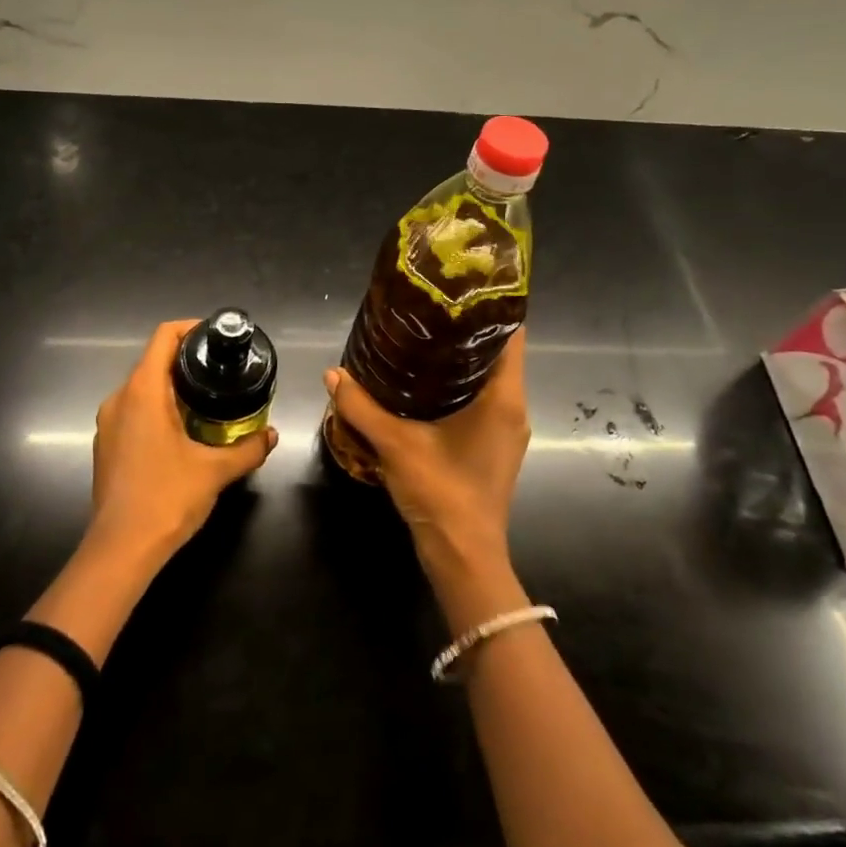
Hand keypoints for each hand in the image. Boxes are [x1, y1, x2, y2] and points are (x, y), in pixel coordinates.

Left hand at [90, 319, 278, 562]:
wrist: (121, 549)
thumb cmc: (167, 498)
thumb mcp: (215, 471)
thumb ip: (248, 449)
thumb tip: (272, 435)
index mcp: (142, 391)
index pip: (163, 337)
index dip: (190, 328)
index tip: (216, 336)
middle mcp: (119, 398)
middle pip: (153, 361)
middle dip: (186, 361)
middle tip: (221, 371)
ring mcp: (109, 423)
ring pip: (142, 389)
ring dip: (172, 388)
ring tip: (207, 400)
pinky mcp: (106, 445)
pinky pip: (133, 412)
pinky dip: (157, 409)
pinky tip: (182, 431)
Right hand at [324, 329, 530, 571]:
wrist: (463, 557)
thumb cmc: (441, 493)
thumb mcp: (395, 444)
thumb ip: (361, 407)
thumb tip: (332, 373)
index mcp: (503, 398)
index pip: (512, 335)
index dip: (490, 307)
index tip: (458, 289)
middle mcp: (513, 408)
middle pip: (499, 353)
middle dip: (466, 329)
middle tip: (427, 309)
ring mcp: (507, 429)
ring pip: (489, 378)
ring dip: (460, 358)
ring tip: (421, 338)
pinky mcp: (494, 445)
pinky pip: (482, 399)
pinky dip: (458, 384)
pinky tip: (423, 383)